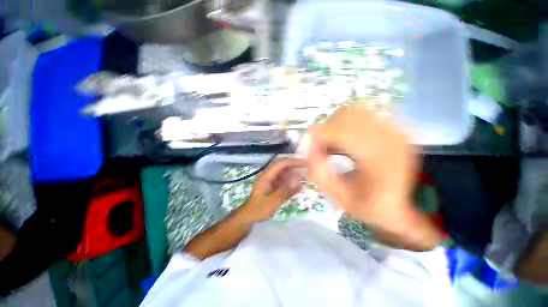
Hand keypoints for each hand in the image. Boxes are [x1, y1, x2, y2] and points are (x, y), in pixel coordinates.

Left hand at [241, 158, 305, 221]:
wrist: (249, 216)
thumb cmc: (259, 208)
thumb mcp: (273, 200)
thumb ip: (286, 189)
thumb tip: (299, 178)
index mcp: (268, 175)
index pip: (282, 163)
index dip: (294, 161)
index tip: (306, 163)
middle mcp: (270, 175)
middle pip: (285, 167)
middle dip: (296, 168)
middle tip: (309, 172)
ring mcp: (272, 181)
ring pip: (286, 175)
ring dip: (295, 177)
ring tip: (306, 181)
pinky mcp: (274, 186)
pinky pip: (284, 182)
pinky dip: (291, 184)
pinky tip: (299, 189)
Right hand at [305, 105, 440, 249]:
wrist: (405, 209)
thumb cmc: (372, 207)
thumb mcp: (340, 196)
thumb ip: (319, 172)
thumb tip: (307, 149)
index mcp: (377, 156)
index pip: (338, 130)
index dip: (317, 137)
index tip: (307, 149)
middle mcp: (389, 135)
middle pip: (345, 115)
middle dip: (325, 129)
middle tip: (319, 147)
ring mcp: (394, 129)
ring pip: (353, 111)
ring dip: (335, 125)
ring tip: (331, 144)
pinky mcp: (393, 128)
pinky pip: (363, 115)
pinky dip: (347, 125)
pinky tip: (345, 142)